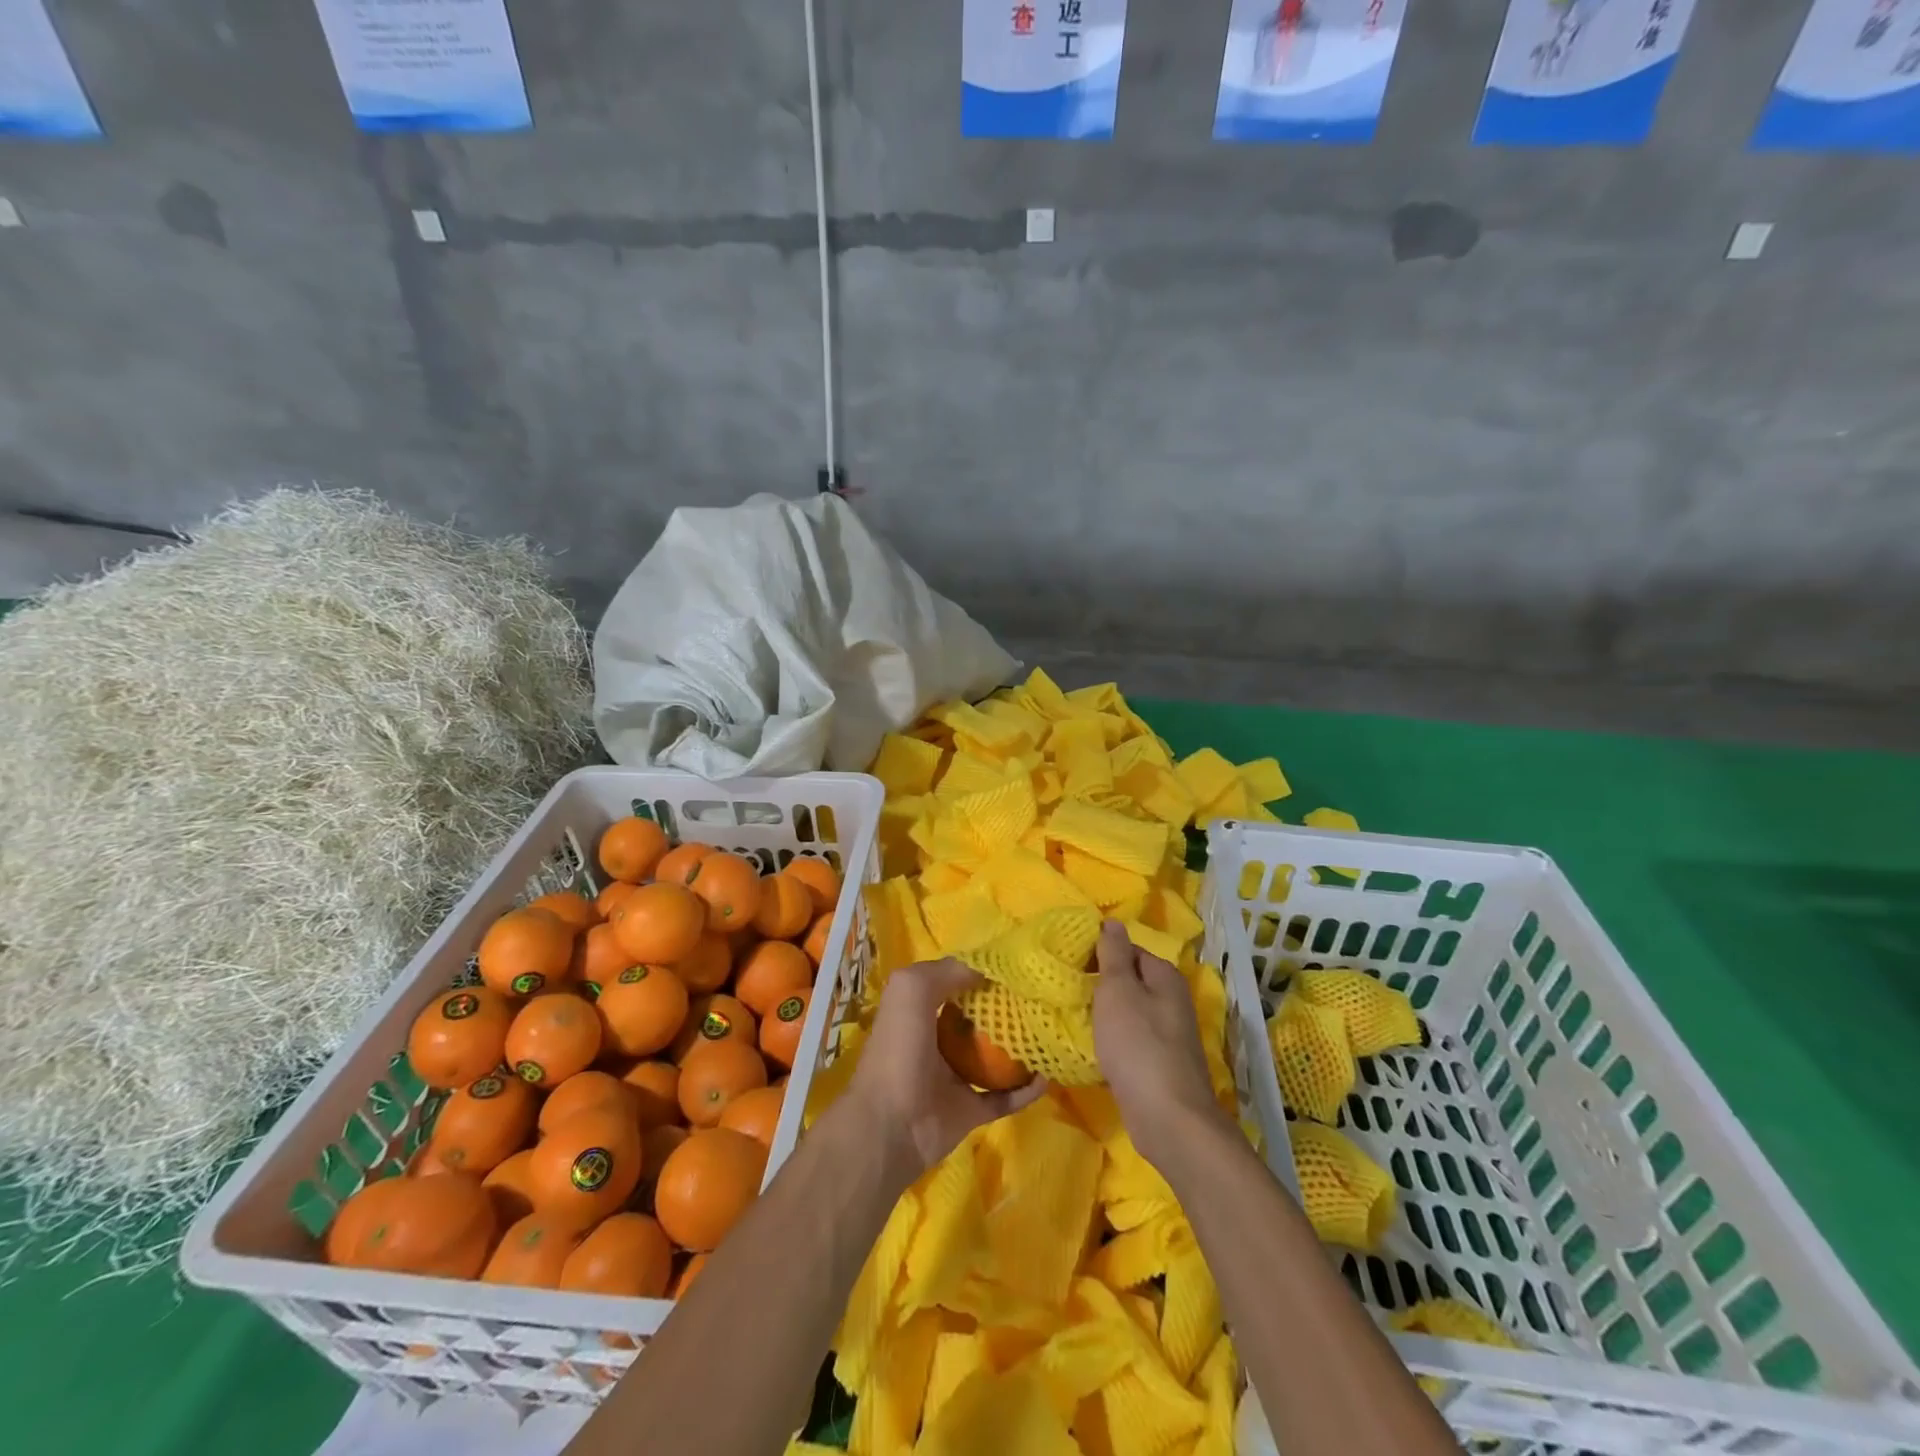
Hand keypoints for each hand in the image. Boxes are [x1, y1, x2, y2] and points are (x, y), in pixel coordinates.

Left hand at [842, 958, 1046, 1177]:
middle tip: (1040, 999)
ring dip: (1019, 1048)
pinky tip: (1047, 1077)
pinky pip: (1004, 1097)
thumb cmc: (899, 1049)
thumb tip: (987, 971)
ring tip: (1049, 1033)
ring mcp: (954, 1077)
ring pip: (994, 1058)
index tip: (1016, 967)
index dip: (981, 973)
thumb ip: (948, 971)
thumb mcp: (912, 989)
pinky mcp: (970, 1111)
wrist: (888, 1126)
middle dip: (1006, 1009)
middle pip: (978, 1019)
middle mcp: (937, 1040)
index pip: (955, 983)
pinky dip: (1025, 1090)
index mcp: (920, 1010)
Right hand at [1091, 919, 1225, 1172]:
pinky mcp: (1159, 1063)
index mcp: (1165, 976)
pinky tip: (1090, 1048)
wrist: (1168, 1118)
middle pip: (1129, 980)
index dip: (1099, 953)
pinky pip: (1129, 1040)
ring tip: (1071, 1016)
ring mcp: (1168, 1034)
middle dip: (1099, 984)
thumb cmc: (1138, 1045)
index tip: (1069, 963)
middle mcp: (1171, 1000)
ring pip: (1128, 1012)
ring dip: (1103, 1014)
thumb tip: (1112, 922)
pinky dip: (1110, 1041)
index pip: (1128, 949)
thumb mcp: (1119, 990)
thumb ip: (1114, 954)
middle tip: (1065, 990)